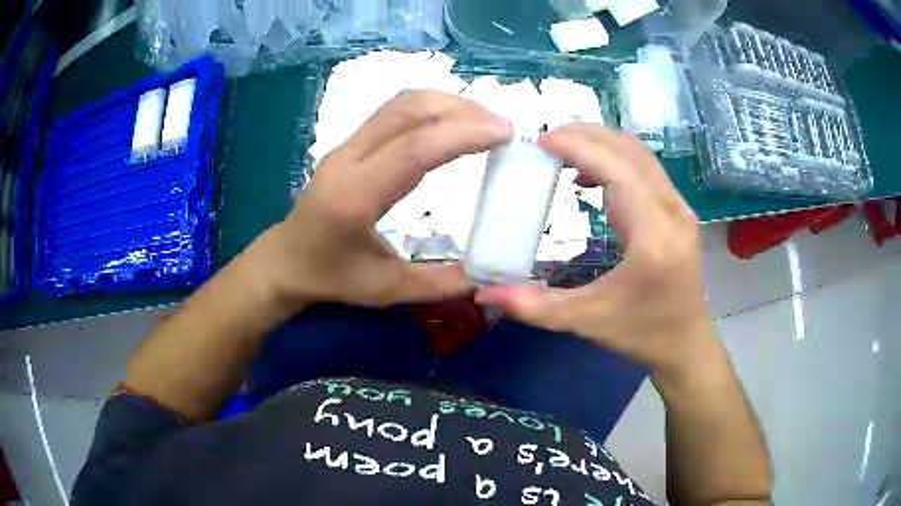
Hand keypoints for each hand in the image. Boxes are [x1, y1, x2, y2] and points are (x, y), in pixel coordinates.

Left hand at [248, 90, 512, 309]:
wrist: (284, 261)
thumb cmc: (330, 278)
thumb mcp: (386, 290)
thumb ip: (440, 283)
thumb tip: (490, 278)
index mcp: (355, 196)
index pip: (413, 149)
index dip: (462, 134)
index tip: (504, 133)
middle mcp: (347, 160)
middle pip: (406, 110)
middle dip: (460, 109)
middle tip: (500, 126)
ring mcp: (345, 147)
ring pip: (399, 105)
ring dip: (445, 104)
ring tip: (483, 122)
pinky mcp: (349, 144)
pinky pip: (393, 113)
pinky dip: (429, 109)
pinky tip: (452, 124)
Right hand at [477, 125, 717, 375]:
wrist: (687, 343)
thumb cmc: (642, 332)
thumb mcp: (587, 320)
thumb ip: (535, 307)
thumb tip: (483, 294)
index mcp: (654, 235)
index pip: (617, 170)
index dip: (578, 147)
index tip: (540, 141)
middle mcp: (672, 211)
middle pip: (629, 150)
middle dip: (586, 136)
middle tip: (545, 141)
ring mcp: (679, 208)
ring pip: (639, 155)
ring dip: (600, 144)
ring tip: (561, 152)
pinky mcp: (677, 210)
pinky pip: (644, 169)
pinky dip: (614, 160)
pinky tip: (589, 178)